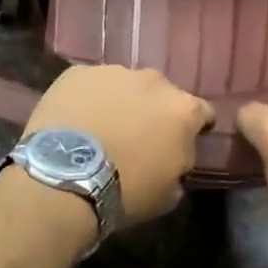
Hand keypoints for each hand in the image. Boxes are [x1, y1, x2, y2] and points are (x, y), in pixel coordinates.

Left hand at [20, 65, 213, 225]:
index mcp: (183, 110)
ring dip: (120, 102)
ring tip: (102, 128)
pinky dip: (88, 99)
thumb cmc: (125, 191)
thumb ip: (179, 167)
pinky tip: (76, 122)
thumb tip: (174, 161)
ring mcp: (114, 72)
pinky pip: (90, 85)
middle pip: (162, 94)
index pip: (203, 113)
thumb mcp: (168, 194)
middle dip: (154, 112)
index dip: (195, 129)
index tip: (181, 143)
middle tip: (137, 137)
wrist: (65, 179)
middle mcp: (154, 81)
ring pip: (124, 86)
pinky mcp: (77, 73)